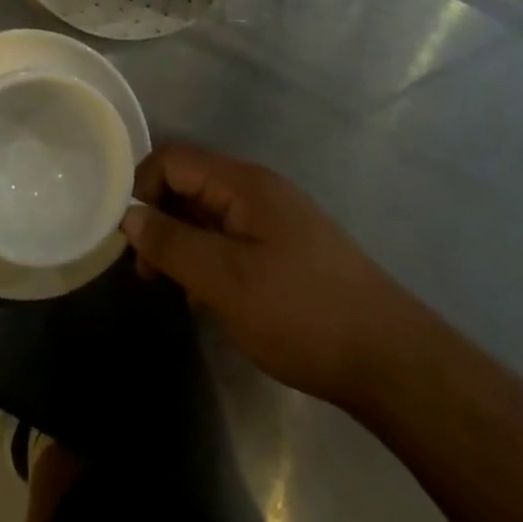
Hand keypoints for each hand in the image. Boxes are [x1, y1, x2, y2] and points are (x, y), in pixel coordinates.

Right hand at [121, 143, 412, 404]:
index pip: (173, 159)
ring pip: (209, 213)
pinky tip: (211, 298)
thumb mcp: (227, 282)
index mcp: (242, 183)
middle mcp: (257, 189)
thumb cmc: (302, 312)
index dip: (141, 188)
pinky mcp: (288, 247)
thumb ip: (173, 245)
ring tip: (176, 290)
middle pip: (190, 184)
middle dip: (161, 219)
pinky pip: (232, 236)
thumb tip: (130, 216)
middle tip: (148, 273)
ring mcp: (276, 218)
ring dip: (184, 243)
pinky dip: (210, 257)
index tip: (127, 236)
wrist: (395, 362)